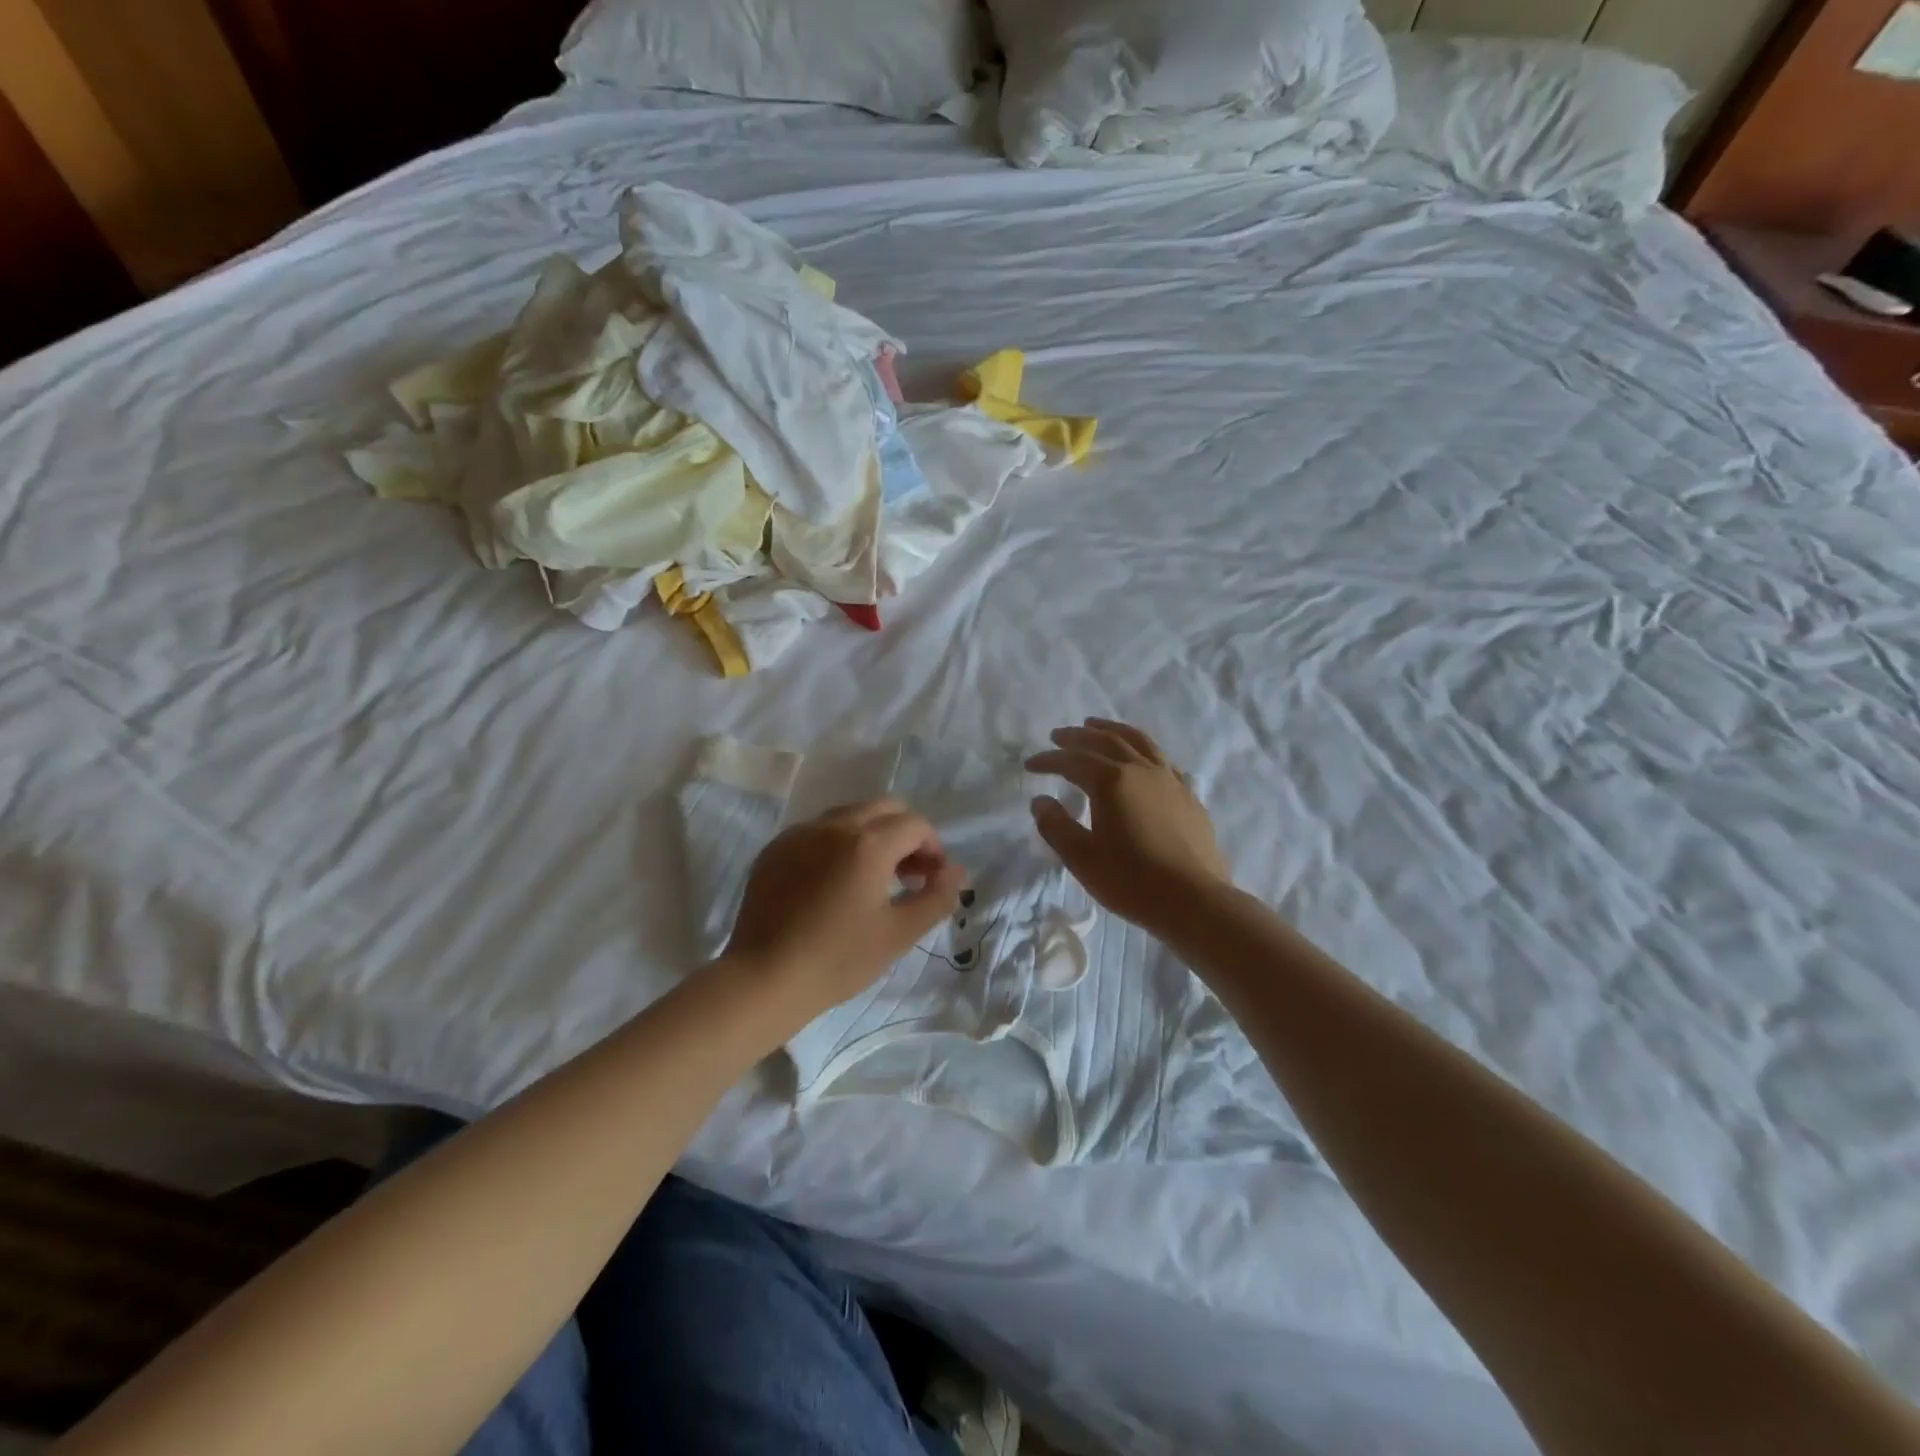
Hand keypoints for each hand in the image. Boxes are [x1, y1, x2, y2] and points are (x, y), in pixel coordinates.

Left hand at [723, 799, 966, 1020]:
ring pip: (850, 815)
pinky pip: (817, 831)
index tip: (931, 880)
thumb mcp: (899, 934)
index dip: (933, 848)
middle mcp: (834, 825)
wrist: (763, 979)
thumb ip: (937, 896)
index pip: (916, 824)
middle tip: (907, 875)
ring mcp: (799, 833)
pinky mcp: (775, 849)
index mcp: (868, 843)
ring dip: (872, 835)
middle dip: (905, 834)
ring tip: (872, 878)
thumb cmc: (838, 959)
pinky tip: (832, 883)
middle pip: (884, 808)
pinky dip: (837, 844)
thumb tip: (956, 871)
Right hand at [1027, 718, 1231, 932]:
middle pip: (1105, 740)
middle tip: (1059, 735)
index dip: (1049, 760)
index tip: (1030, 764)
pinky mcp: (1188, 795)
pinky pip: (1161, 759)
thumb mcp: (1082, 858)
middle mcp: (1141, 770)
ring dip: (1113, 729)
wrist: (1194, 901)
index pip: (1073, 761)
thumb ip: (1056, 826)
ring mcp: (1169, 780)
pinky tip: (1140, 760)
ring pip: (1138, 741)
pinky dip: (1142, 750)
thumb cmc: (1132, 881)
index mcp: (1111, 782)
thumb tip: (1040, 801)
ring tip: (1097, 725)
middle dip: (1078, 736)